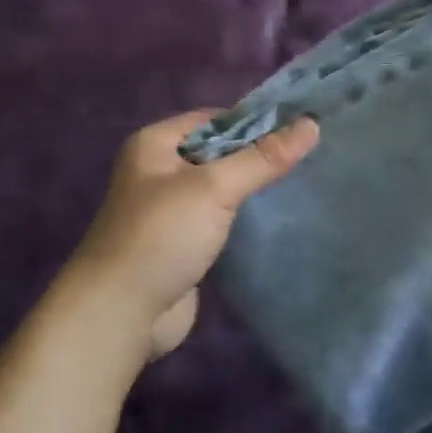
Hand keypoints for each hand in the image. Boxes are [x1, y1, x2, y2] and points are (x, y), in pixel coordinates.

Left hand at [65, 110, 319, 358]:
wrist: (120, 313)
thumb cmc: (162, 235)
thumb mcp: (215, 188)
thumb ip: (263, 158)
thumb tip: (311, 124)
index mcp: (155, 144)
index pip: (214, 119)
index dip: (255, 121)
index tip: (299, 127)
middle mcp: (159, 171)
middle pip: (219, 152)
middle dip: (258, 155)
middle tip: (308, 155)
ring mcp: (170, 210)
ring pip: (221, 188)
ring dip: (252, 188)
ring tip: (302, 182)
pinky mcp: (182, 243)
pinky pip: (220, 219)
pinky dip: (244, 218)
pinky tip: (278, 218)